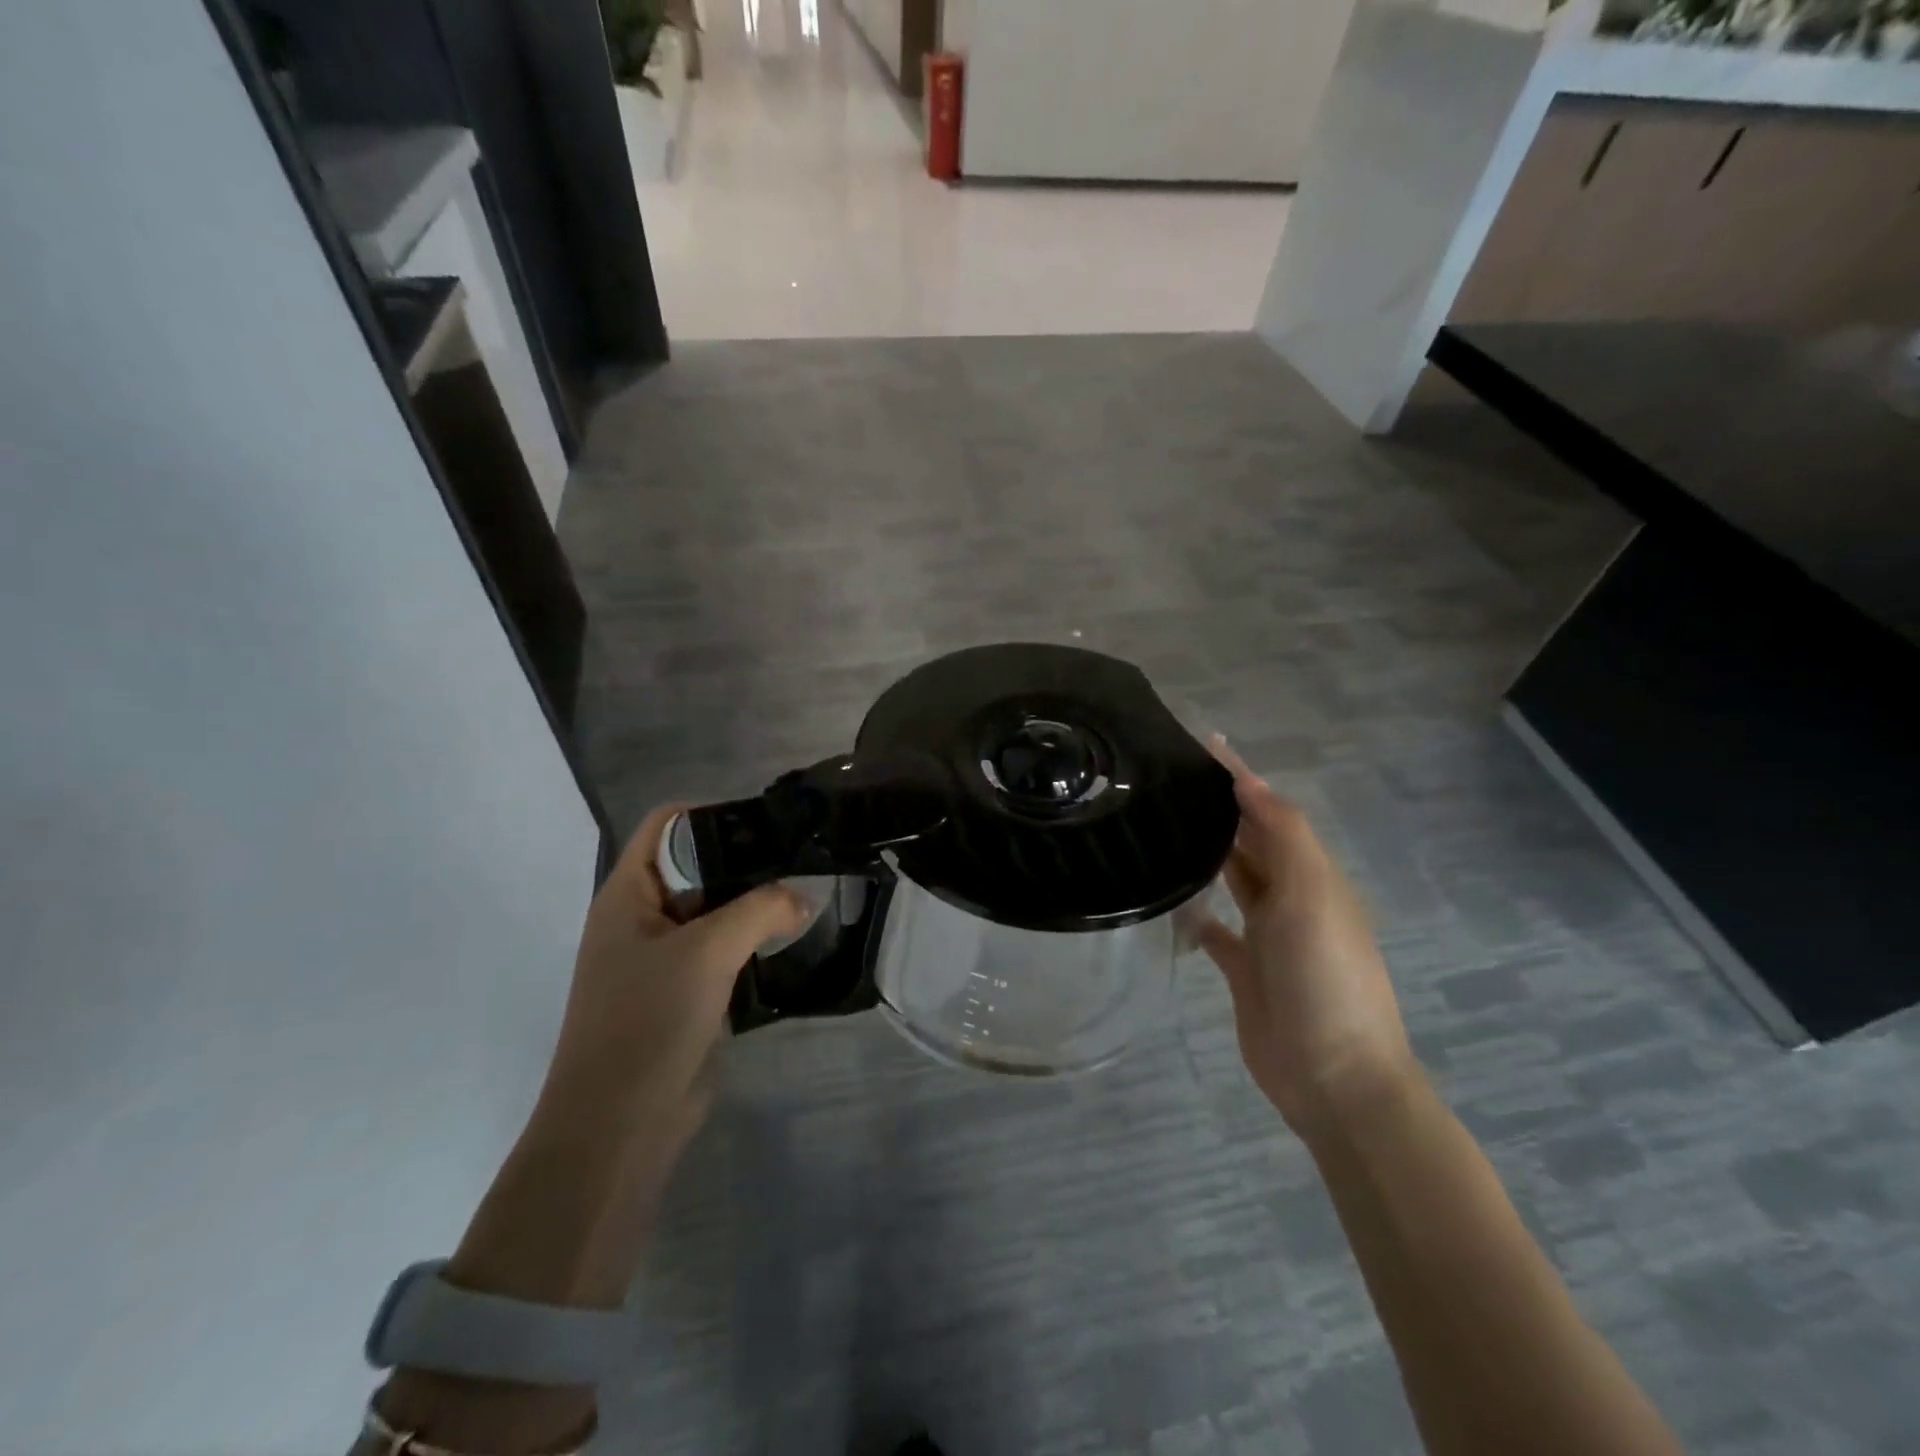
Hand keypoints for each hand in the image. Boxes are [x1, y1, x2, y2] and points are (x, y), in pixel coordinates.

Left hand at [537, 804, 809, 1133]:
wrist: (617, 1125)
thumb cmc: (649, 1020)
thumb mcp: (708, 951)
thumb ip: (761, 909)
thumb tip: (802, 897)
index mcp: (627, 895)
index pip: (666, 826)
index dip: (712, 813)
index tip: (768, 823)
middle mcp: (639, 918)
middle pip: (694, 867)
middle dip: (744, 863)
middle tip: (800, 861)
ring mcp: (658, 959)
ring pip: (711, 912)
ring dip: (751, 906)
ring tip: (803, 898)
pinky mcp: (678, 994)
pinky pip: (717, 952)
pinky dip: (747, 943)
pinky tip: (785, 943)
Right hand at [1198, 740, 1417, 1142]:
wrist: (1334, 1078)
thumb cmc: (1325, 978)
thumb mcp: (1313, 897)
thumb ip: (1284, 835)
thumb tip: (1249, 782)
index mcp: (1312, 876)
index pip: (1270, 811)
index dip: (1240, 777)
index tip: (1202, 743)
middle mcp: (1291, 898)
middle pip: (1252, 841)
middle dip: (1222, 808)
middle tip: (1170, 778)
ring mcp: (1268, 936)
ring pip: (1235, 879)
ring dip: (1210, 852)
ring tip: (1164, 825)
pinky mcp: (1244, 970)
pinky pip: (1217, 930)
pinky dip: (1198, 912)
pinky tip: (1171, 899)